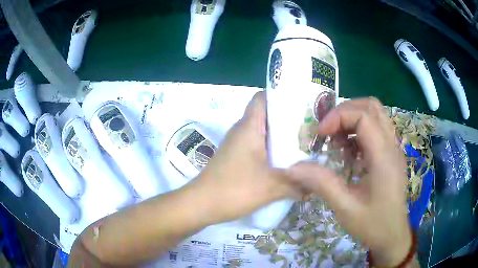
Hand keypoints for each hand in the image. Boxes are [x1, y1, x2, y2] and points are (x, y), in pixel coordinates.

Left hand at [189, 91, 298, 223]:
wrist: (201, 204)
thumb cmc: (235, 189)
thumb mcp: (272, 187)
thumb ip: (297, 184)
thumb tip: (315, 185)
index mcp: (249, 127)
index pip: (262, 97)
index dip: (280, 95)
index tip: (300, 104)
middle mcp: (242, 131)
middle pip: (266, 114)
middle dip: (287, 119)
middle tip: (309, 127)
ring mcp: (237, 144)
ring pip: (262, 132)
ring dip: (280, 136)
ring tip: (302, 143)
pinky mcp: (235, 157)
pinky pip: (257, 146)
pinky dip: (271, 149)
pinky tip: (285, 162)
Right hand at [288, 98, 411, 265]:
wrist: (392, 235)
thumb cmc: (372, 224)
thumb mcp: (345, 208)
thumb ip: (322, 184)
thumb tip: (293, 167)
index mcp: (383, 156)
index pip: (363, 116)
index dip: (338, 117)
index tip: (320, 134)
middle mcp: (392, 145)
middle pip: (371, 106)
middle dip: (345, 112)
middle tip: (328, 132)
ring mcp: (394, 148)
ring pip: (375, 114)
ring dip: (353, 120)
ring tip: (337, 142)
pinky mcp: (391, 154)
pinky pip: (377, 129)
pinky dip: (359, 131)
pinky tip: (349, 153)